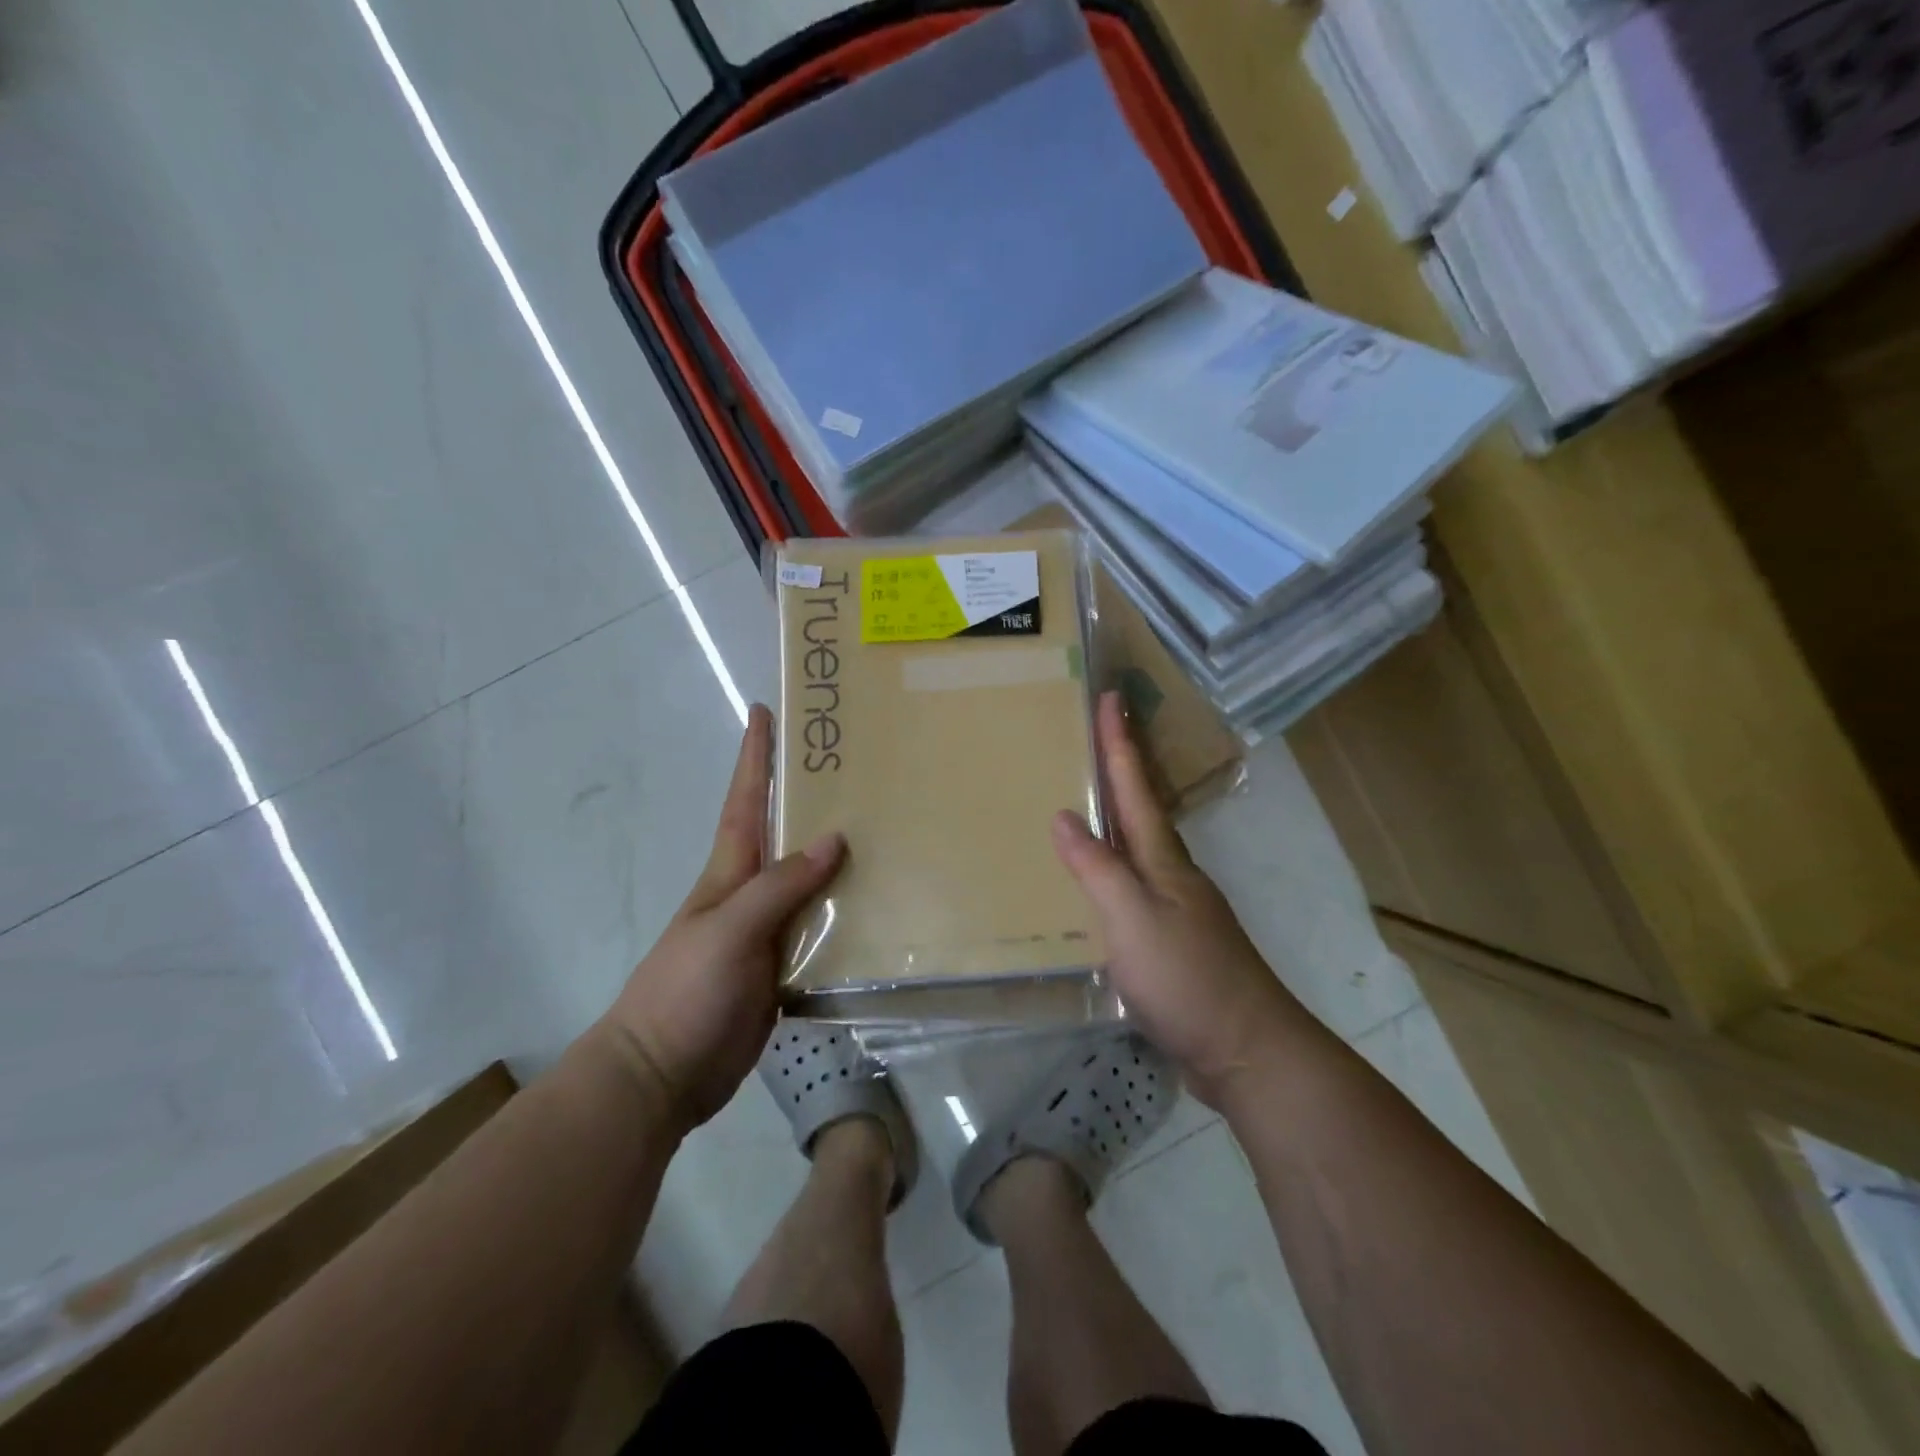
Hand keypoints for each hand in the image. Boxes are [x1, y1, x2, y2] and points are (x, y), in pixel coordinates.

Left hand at [601, 704, 843, 1131]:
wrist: (665, 1074)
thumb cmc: (685, 991)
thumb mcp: (729, 929)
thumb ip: (779, 885)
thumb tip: (834, 839)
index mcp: (729, 872)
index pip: (746, 800)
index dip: (754, 757)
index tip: (764, 711)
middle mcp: (752, 893)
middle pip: (785, 834)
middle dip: (809, 795)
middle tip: (853, 765)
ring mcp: (769, 932)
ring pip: (811, 881)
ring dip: (840, 856)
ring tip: (884, 828)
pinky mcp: (784, 968)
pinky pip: (822, 928)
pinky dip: (848, 913)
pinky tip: (882, 906)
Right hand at [1052, 691, 1304, 1107]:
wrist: (1246, 1051)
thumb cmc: (1188, 978)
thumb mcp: (1133, 919)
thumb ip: (1097, 868)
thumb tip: (1064, 815)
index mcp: (1163, 860)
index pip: (1135, 788)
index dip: (1119, 743)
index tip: (1110, 697)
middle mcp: (1171, 875)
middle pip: (1141, 810)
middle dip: (1120, 769)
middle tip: (1093, 735)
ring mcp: (1174, 909)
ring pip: (1137, 848)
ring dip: (1115, 817)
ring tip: (1083, 799)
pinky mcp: (1169, 942)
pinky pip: (1131, 887)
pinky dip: (1110, 869)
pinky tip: (1092, 884)